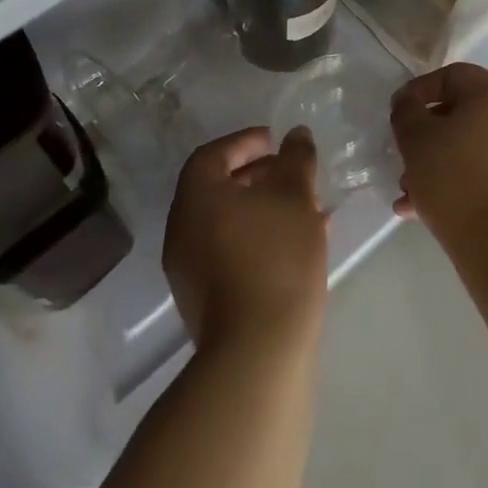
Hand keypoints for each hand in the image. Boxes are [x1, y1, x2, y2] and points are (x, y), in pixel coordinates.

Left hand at [164, 128, 327, 353]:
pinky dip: (258, 238)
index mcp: (196, 198)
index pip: (213, 154)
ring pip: (227, 222)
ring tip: (305, 210)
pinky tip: (296, 246)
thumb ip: (295, 159)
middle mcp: (182, 229)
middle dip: (259, 176)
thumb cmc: (276, 258)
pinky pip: (230, 251)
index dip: (245, 142)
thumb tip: (296, 135)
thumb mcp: (295, 197)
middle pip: (218, 188)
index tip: (276, 142)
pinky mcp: (204, 300)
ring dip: (263, 209)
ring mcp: (189, 269)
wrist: (258, 352)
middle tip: (293, 174)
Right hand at [389, 64, 487, 263]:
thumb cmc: (457, 182)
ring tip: (409, 194)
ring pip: (472, 146)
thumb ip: (406, 111)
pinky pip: (487, 172)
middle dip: (427, 135)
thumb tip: (408, 101)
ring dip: (438, 163)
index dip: (419, 91)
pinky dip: (460, 182)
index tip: (397, 116)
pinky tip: (427, 211)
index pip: (452, 75)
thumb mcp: (417, 140)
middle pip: (462, 113)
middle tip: (403, 158)